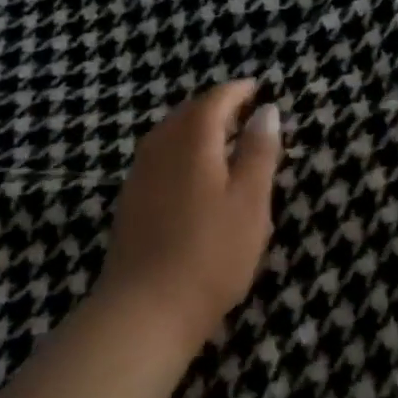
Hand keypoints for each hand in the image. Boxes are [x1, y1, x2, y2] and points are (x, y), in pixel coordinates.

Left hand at [97, 81, 282, 358]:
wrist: (145, 309)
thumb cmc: (211, 254)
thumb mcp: (250, 201)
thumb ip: (259, 152)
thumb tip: (266, 110)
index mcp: (192, 140)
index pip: (215, 100)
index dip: (237, 91)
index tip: (257, 88)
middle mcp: (160, 148)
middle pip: (188, 113)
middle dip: (216, 107)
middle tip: (244, 112)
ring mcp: (139, 175)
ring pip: (169, 135)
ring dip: (196, 129)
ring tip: (223, 140)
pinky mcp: (130, 202)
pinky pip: (159, 157)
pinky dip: (181, 151)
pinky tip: (194, 175)